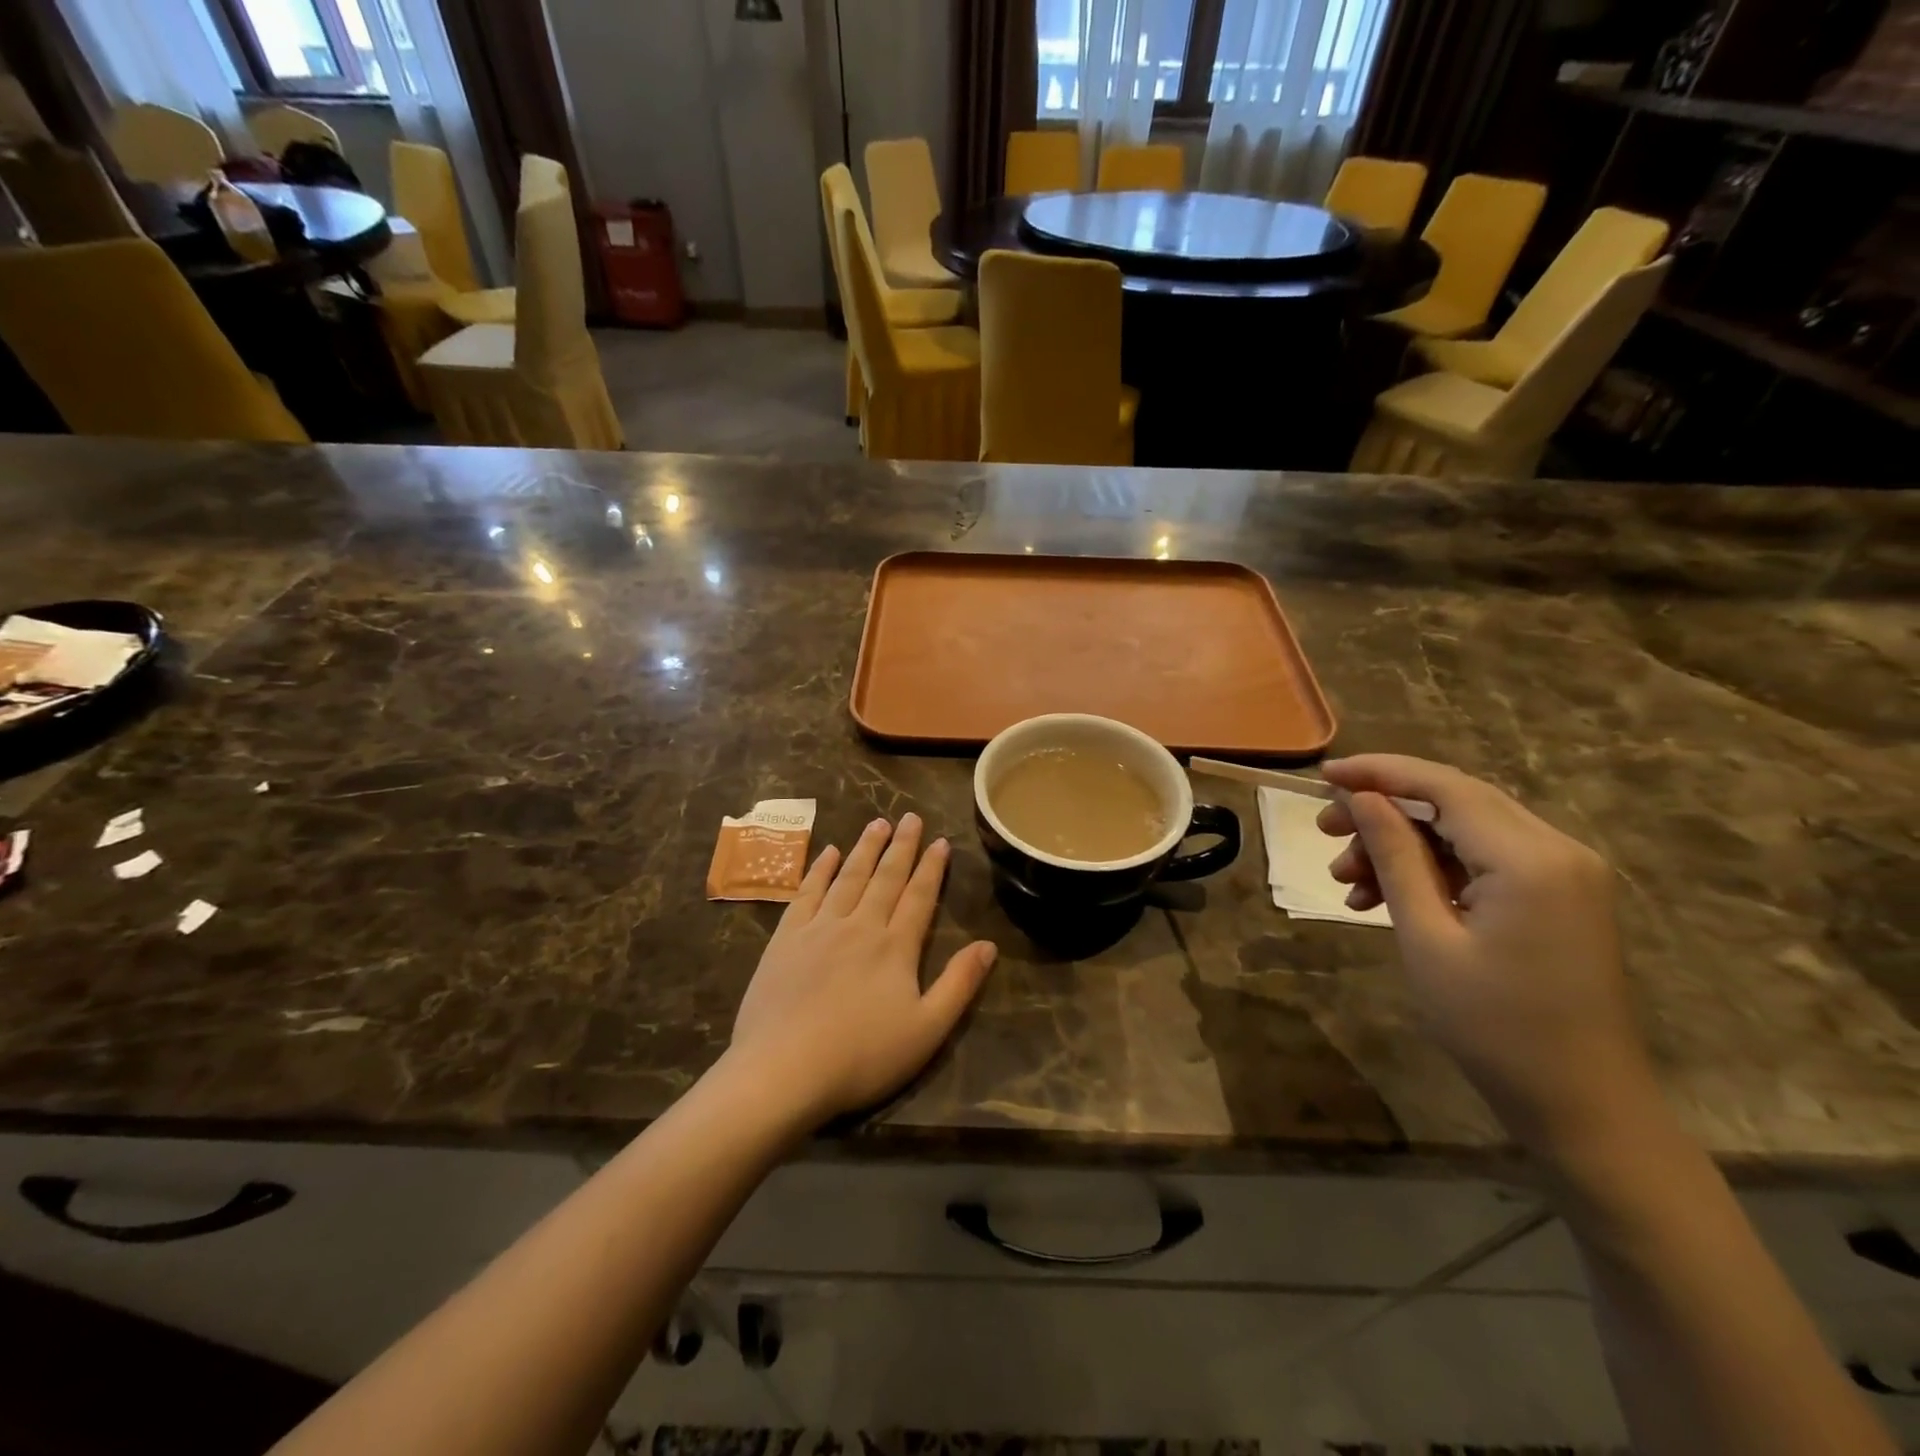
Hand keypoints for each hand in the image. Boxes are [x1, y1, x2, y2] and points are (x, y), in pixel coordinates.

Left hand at [729, 814, 997, 1126]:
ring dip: (864, 849)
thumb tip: (989, 945)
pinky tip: (827, 853)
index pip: (919, 896)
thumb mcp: (926, 1030)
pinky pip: (806, 894)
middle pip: (885, 878)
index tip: (940, 841)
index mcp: (895, 946)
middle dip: (901, 846)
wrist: (783, 1070)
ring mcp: (819, 928)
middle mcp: (859, 925)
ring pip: (847, 877)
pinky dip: (818, 870)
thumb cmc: (862, 1056)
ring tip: (877, 824)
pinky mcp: (785, 939)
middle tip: (909, 817)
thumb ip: (959, 984)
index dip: (931, 868)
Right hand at [1317, 755, 1655, 1154]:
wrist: (1584, 1109)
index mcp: (1530, 859)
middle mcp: (1557, 850)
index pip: (1445, 787)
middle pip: (1454, 802)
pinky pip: (1483, 862)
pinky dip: (1431, 871)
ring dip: (1401, 846)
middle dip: (1383, 811)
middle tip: (1324, 834)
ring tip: (1347, 882)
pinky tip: (1384, 899)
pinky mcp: (1559, 897)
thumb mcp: (1426, 938)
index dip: (1379, 772)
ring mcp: (1564, 874)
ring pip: (1463, 832)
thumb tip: (1361, 796)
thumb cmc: (1494, 1028)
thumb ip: (1395, 856)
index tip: (1322, 775)